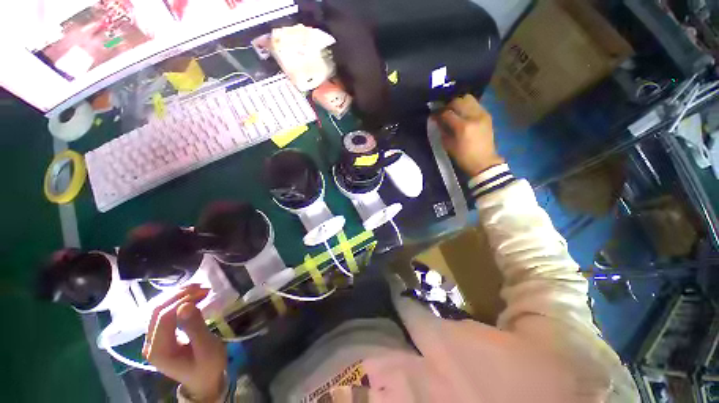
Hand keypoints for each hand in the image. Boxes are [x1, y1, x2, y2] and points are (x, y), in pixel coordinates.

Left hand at [143, 285, 226, 401]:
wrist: (204, 381)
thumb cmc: (208, 366)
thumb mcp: (206, 348)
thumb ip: (195, 327)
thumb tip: (186, 305)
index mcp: (158, 350)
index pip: (163, 317)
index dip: (182, 301)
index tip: (204, 292)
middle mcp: (150, 343)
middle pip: (157, 311)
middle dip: (179, 295)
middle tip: (202, 287)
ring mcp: (153, 340)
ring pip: (158, 310)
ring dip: (178, 296)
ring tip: (198, 288)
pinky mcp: (160, 336)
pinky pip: (164, 314)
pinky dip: (177, 302)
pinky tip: (191, 297)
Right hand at [433, 95, 504, 176]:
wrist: (484, 162)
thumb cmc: (463, 157)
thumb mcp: (448, 145)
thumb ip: (442, 130)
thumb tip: (437, 120)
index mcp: (463, 126)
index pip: (447, 113)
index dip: (438, 113)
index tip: (432, 115)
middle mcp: (474, 116)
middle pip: (458, 101)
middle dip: (448, 105)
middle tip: (443, 112)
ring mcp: (482, 114)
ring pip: (468, 99)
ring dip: (458, 103)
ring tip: (454, 111)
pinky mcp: (487, 115)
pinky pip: (475, 104)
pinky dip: (467, 107)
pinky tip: (463, 115)